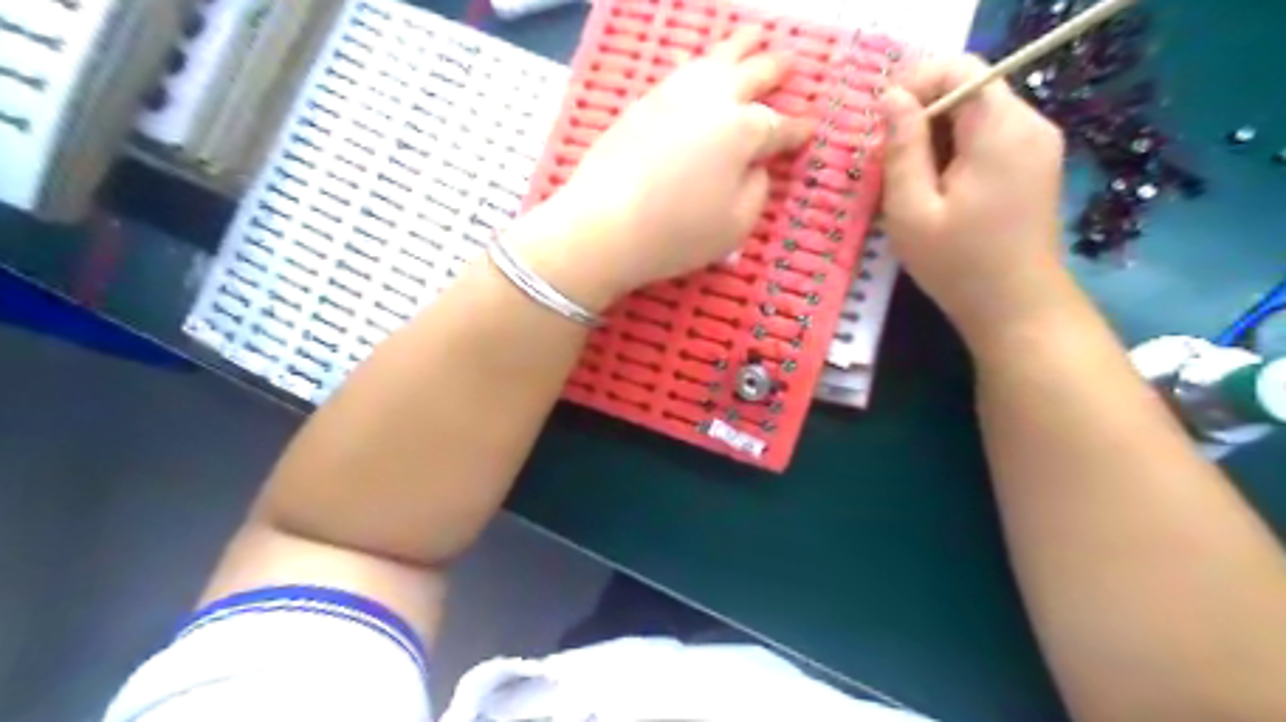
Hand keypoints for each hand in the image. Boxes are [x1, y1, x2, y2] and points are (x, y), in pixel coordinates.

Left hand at [516, 29, 807, 310]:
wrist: (603, 225)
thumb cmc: (676, 233)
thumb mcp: (735, 225)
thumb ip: (757, 190)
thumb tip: (756, 165)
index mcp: (744, 131)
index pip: (780, 126)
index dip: (798, 129)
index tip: (811, 127)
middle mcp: (713, 100)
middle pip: (753, 73)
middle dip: (776, 68)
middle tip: (790, 62)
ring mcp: (674, 95)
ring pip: (715, 59)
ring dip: (740, 47)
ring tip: (753, 38)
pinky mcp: (643, 101)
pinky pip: (682, 70)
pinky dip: (701, 63)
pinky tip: (702, 65)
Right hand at [881, 53, 1072, 341]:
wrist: (1016, 308)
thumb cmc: (957, 264)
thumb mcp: (912, 210)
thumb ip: (902, 148)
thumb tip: (891, 97)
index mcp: (1000, 129)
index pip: (959, 68)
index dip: (915, 85)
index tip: (882, 127)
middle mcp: (1029, 124)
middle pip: (968, 90)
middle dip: (921, 118)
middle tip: (888, 165)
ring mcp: (1037, 143)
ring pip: (975, 115)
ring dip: (935, 138)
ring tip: (909, 184)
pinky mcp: (1034, 164)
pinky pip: (987, 137)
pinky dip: (955, 152)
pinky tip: (937, 192)